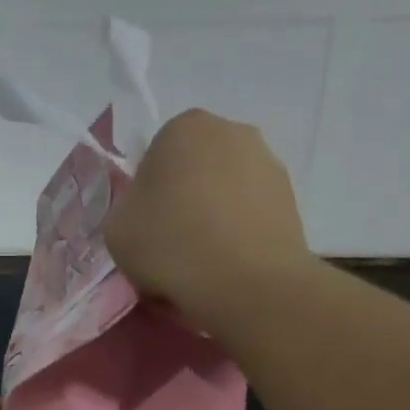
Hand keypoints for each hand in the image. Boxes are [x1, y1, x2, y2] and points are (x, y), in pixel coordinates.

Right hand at [107, 109, 308, 333]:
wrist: (248, 284)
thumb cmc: (172, 245)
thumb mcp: (116, 229)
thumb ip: (127, 210)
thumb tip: (147, 214)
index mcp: (185, 126)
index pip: (155, 158)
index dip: (147, 197)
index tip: (147, 229)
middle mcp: (233, 132)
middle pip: (195, 170)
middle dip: (185, 200)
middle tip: (174, 245)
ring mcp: (269, 163)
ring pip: (226, 192)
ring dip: (215, 217)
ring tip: (205, 262)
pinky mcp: (293, 200)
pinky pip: (252, 214)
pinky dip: (241, 234)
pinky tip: (231, 267)